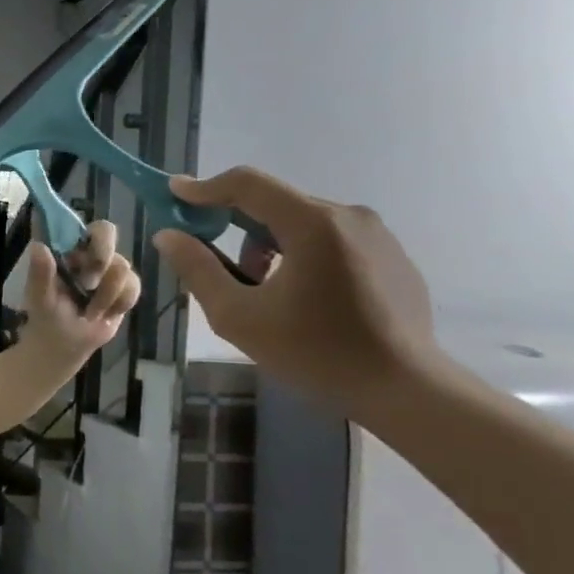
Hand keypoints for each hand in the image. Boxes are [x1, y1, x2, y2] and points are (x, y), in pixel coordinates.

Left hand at [20, 218, 141, 365]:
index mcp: (63, 249)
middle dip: (102, 258)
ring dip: (105, 295)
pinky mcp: (125, 286)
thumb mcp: (39, 298)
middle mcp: (87, 252)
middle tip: (89, 283)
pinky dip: (119, 304)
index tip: (82, 254)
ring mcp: (108, 268)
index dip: (81, 231)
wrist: (66, 346)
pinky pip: (133, 286)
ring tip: (89, 312)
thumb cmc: (47, 317)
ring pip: (121, 266)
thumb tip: (38, 247)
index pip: (75, 224)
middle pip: (107, 232)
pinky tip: (105, 315)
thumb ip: (39, 274)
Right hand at [151, 169, 442, 415]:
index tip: (173, 194)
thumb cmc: (314, 351)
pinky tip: (300, 298)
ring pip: (302, 222)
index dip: (204, 187)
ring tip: (260, 289)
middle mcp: (348, 216)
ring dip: (268, 244)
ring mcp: (376, 235)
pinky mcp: (391, 256)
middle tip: (211, 259)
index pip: (247, 184)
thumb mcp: (238, 316)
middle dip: (234, 225)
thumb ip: (198, 269)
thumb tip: (168, 236)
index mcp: (312, 224)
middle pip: (274, 203)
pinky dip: (301, 255)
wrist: (404, 388)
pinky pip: (331, 240)